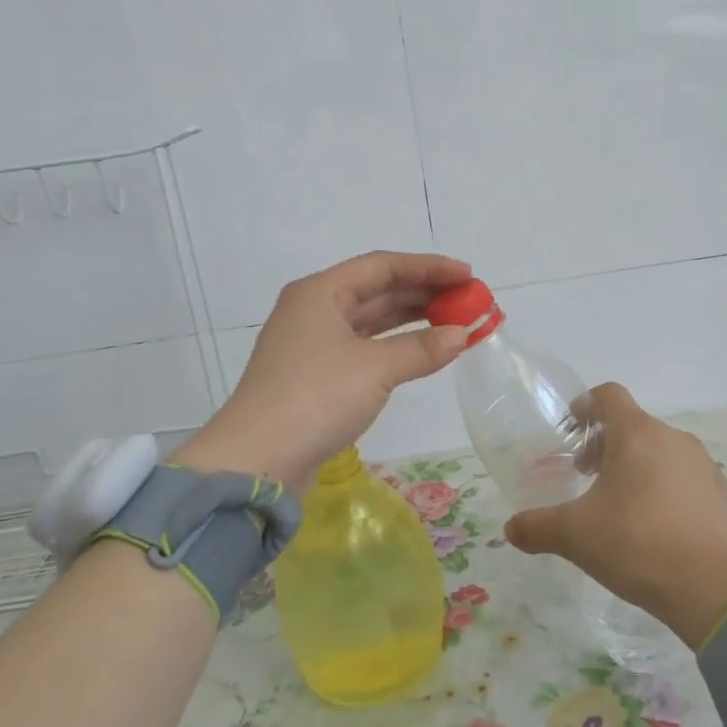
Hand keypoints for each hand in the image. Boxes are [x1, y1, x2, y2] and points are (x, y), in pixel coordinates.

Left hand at [175, 251, 471, 489]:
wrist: (258, 460)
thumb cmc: (316, 398)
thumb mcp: (375, 369)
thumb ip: (422, 348)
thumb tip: (463, 334)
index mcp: (320, 292)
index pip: (383, 266)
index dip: (429, 267)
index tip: (468, 276)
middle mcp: (314, 310)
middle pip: (377, 290)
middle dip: (424, 293)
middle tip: (469, 301)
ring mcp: (313, 344)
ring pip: (372, 321)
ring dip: (412, 321)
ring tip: (455, 323)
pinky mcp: (316, 376)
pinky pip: (365, 348)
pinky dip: (396, 347)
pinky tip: (423, 352)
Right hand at [503, 383, 726, 647]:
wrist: (712, 589)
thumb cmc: (636, 544)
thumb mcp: (575, 536)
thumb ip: (537, 527)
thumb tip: (510, 529)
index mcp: (637, 435)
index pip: (609, 396)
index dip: (585, 405)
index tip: (571, 429)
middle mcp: (674, 439)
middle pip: (633, 426)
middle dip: (605, 445)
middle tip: (586, 477)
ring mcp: (704, 465)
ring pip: (660, 452)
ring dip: (636, 467)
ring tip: (620, 506)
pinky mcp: (722, 494)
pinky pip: (685, 478)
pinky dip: (665, 489)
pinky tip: (656, 527)